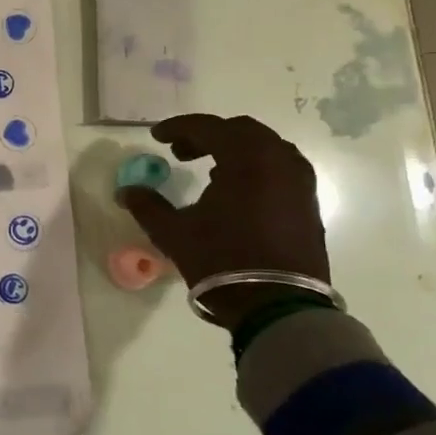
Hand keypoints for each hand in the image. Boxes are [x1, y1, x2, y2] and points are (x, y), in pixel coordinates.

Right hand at [117, 114, 328, 328]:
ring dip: (234, 151)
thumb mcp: (174, 233)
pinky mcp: (308, 203)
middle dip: (208, 135)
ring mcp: (299, 181)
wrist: (279, 306)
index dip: (179, 128)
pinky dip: (254, 168)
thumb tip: (127, 191)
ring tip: (208, 171)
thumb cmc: (222, 261)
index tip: (157, 137)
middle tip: (180, 152)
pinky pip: (279, 168)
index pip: (209, 128)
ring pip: (264, 148)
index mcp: (247, 158)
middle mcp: (279, 160)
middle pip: (241, 131)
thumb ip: (147, 206)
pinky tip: (235, 191)